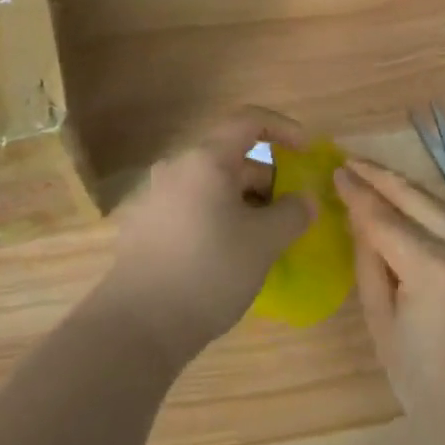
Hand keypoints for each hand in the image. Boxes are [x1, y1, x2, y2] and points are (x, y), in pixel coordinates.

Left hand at [95, 109, 316, 367]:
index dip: (282, 128)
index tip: (306, 151)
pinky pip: (192, 207)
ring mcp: (156, 196)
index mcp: (205, 159)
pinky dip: (218, 217)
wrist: (138, 325)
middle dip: (266, 179)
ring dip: (243, 202)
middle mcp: (177, 167)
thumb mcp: (264, 243)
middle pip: (231, 157)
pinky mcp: (145, 226)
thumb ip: (293, 214)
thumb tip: (305, 200)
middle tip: (290, 213)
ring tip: (264, 239)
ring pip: (211, 185)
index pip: (248, 120)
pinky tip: (229, 255)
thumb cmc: (209, 271)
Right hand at [337, 159, 444, 444]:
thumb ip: (369, 265)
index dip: (357, 193)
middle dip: (381, 176)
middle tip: (352, 162)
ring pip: (441, 203)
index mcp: (433, 267)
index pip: (384, 216)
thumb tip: (359, 221)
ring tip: (376, 177)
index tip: (336, 171)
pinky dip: (432, 209)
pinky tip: (413, 207)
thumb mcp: (383, 327)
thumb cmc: (430, 388)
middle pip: (416, 196)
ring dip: (407, 188)